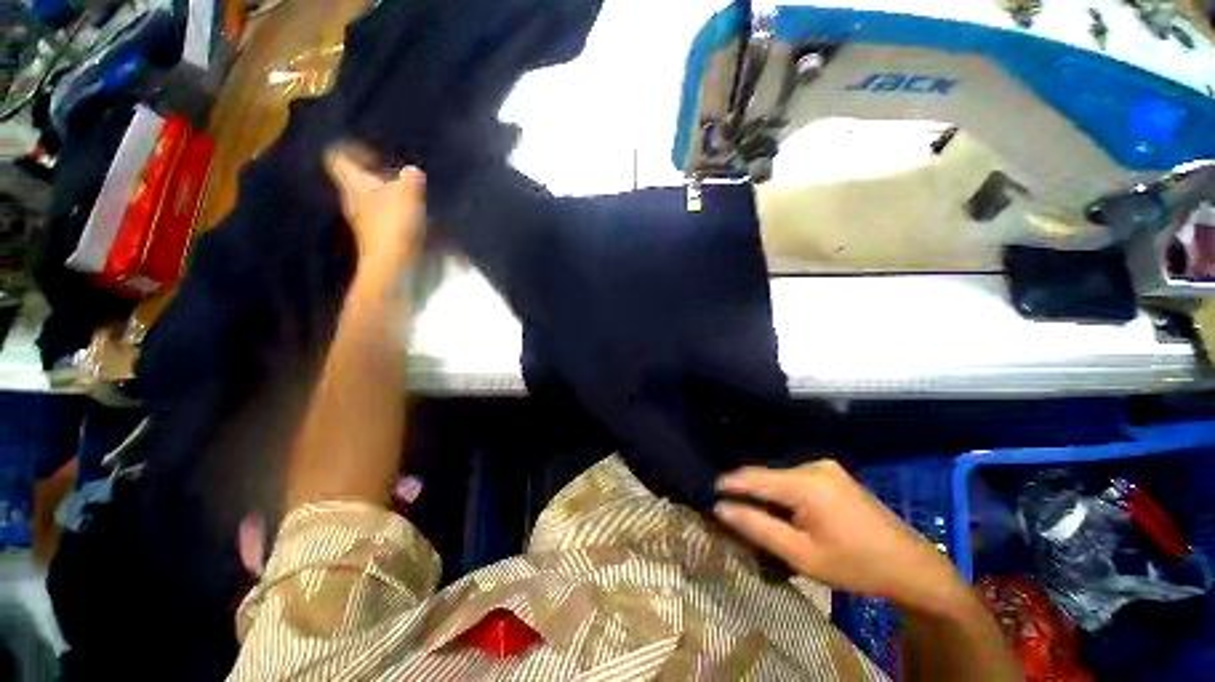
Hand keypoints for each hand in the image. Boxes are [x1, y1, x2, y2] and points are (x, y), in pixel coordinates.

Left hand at [326, 147, 426, 269]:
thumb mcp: (407, 197)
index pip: (338, 157)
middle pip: (356, 178)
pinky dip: (392, 210)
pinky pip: (380, 213)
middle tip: (396, 174)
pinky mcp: (375, 235)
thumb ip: (410, 180)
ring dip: (386, 193)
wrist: (390, 266)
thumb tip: (413, 171)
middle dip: (375, 173)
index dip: (354, 150)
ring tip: (407, 194)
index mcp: (354, 185)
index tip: (376, 154)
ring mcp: (362, 219)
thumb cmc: (395, 227)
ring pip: (369, 197)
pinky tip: (410, 215)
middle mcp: (352, 199)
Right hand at [715, 460, 971, 617]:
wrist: (911, 566)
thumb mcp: (801, 555)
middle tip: (730, 512)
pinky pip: (795, 480)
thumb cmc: (855, 565)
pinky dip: (783, 494)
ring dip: (766, 495)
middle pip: (767, 477)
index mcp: (806, 483)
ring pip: (780, 478)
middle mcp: (813, 465)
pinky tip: (783, 512)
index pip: (754, 477)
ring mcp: (825, 467)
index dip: (729, 484)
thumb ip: (758, 528)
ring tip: (753, 514)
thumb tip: (721, 509)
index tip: (708, 492)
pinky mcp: (832, 474)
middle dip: (748, 493)